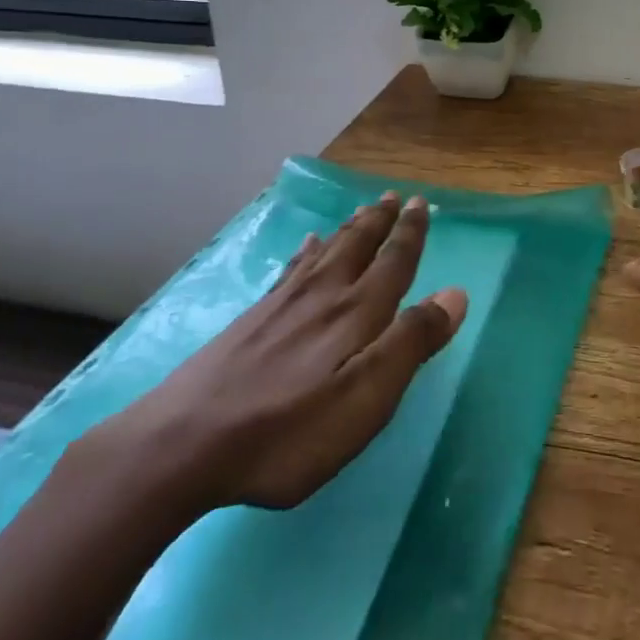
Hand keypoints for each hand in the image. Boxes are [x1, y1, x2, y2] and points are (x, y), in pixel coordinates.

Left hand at [88, 194, 465, 519]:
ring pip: (326, 252)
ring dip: (350, 228)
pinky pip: (290, 269)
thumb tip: (455, 294)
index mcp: (356, 313)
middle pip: (358, 246)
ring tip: (363, 210)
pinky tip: (305, 245)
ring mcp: (282, 304)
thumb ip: (411, 343)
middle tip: (394, 196)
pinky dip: (305, 252)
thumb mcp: (366, 399)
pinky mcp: (252, 319)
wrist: (184, 443)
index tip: (420, 204)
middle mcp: (323, 295)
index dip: (410, 233)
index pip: (393, 262)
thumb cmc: (288, 430)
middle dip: (380, 221)